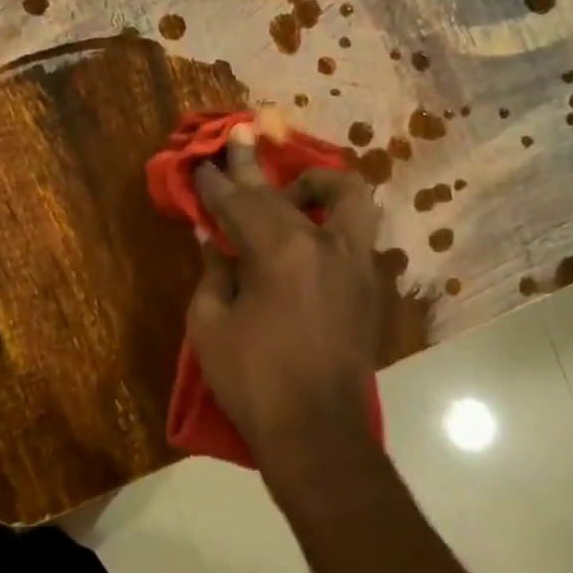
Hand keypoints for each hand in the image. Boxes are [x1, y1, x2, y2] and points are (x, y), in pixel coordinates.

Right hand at [186, 126, 382, 471]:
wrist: (318, 435)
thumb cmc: (254, 382)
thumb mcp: (211, 325)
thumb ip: (213, 271)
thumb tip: (212, 236)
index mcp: (281, 252)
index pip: (240, 204)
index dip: (216, 183)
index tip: (201, 164)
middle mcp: (325, 244)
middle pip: (284, 193)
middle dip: (253, 168)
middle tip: (239, 138)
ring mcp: (356, 263)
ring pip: (347, 198)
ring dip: (316, 184)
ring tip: (290, 192)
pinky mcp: (370, 285)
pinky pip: (357, 232)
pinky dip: (333, 219)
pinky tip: (310, 233)